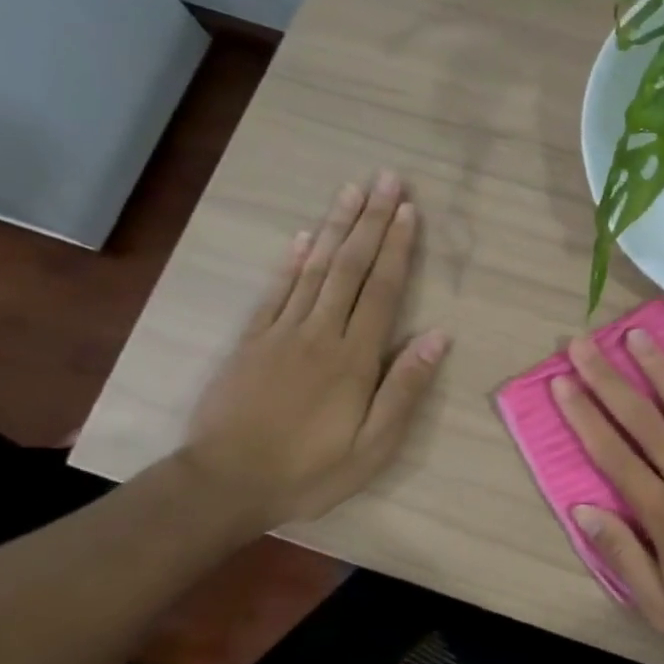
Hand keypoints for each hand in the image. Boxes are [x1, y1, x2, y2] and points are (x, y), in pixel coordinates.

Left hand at [185, 174, 448, 525]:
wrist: (224, 484)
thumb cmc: (310, 470)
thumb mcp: (374, 445)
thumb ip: (404, 388)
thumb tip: (439, 336)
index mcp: (353, 357)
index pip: (381, 290)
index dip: (396, 247)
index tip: (408, 209)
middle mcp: (319, 332)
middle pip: (349, 267)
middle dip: (370, 220)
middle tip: (384, 178)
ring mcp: (280, 333)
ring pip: (313, 269)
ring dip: (334, 227)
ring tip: (350, 191)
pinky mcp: (251, 341)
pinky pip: (275, 291)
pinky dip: (290, 260)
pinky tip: (301, 235)